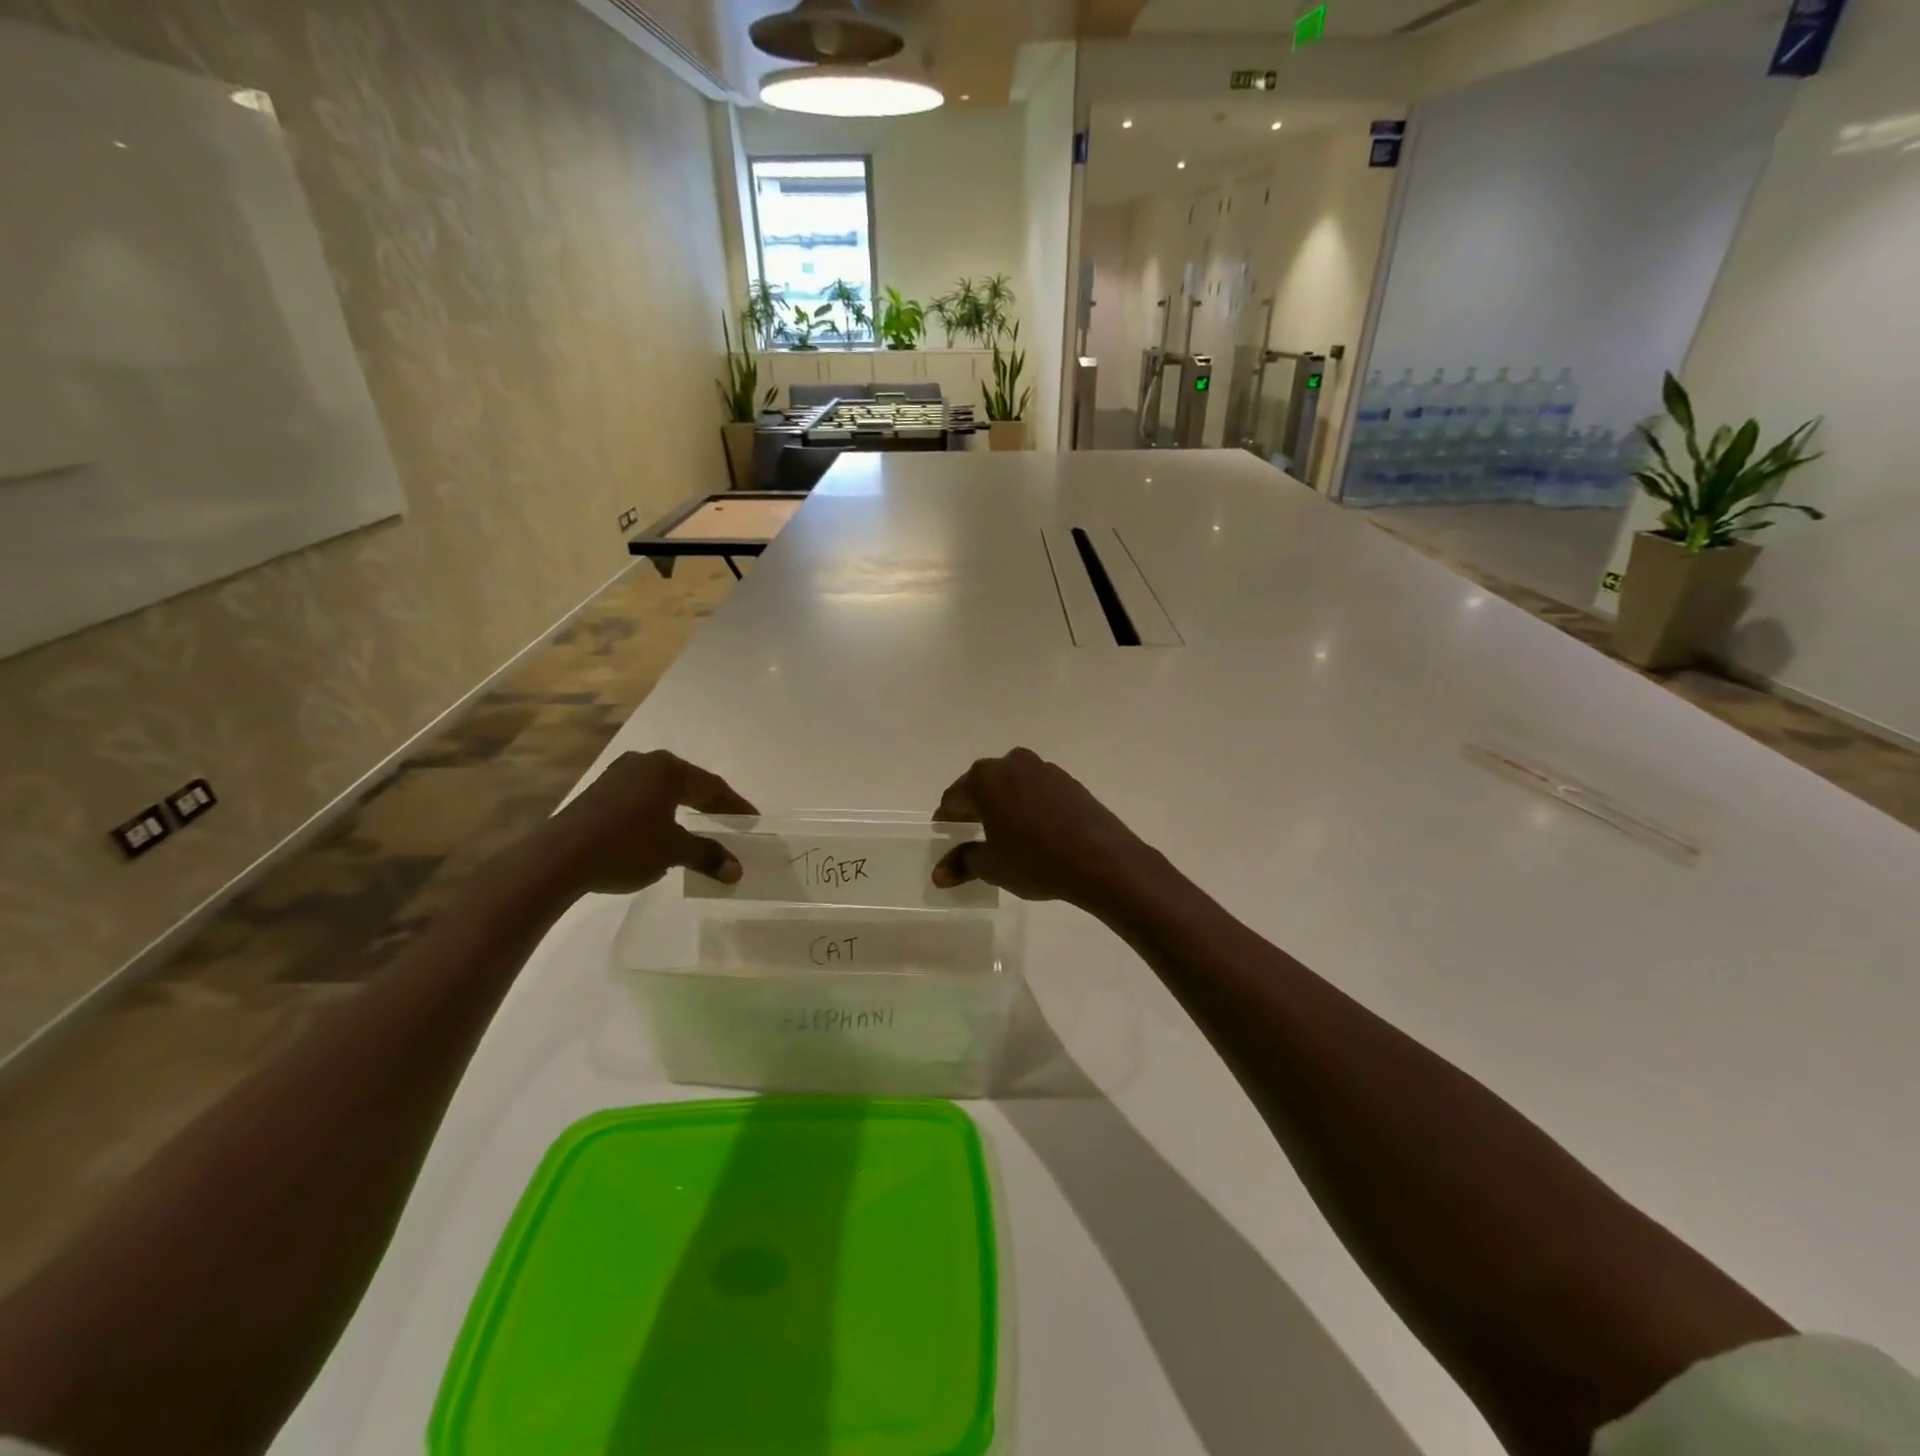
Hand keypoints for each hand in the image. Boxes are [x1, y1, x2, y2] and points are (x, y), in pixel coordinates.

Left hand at [544, 750, 758, 894]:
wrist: (558, 859)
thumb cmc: (625, 846)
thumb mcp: (673, 851)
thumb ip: (708, 855)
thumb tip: (737, 871)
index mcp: (667, 769)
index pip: (712, 785)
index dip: (735, 805)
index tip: (753, 820)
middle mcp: (644, 763)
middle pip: (688, 783)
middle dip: (711, 804)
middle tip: (731, 821)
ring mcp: (617, 776)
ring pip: (663, 790)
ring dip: (684, 808)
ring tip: (700, 826)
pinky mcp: (598, 793)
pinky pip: (642, 798)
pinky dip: (661, 812)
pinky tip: (663, 829)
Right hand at [931, 748, 1156, 909]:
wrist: (1101, 860)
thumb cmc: (1036, 861)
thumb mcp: (992, 867)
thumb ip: (962, 863)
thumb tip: (939, 874)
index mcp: (985, 780)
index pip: (954, 798)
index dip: (947, 818)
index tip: (945, 834)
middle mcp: (1011, 764)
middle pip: (981, 784)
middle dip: (973, 806)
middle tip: (970, 832)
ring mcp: (1043, 768)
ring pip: (1010, 783)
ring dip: (1002, 802)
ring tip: (1003, 830)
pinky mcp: (1068, 780)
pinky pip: (1035, 788)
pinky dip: (1027, 803)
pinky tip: (1033, 827)